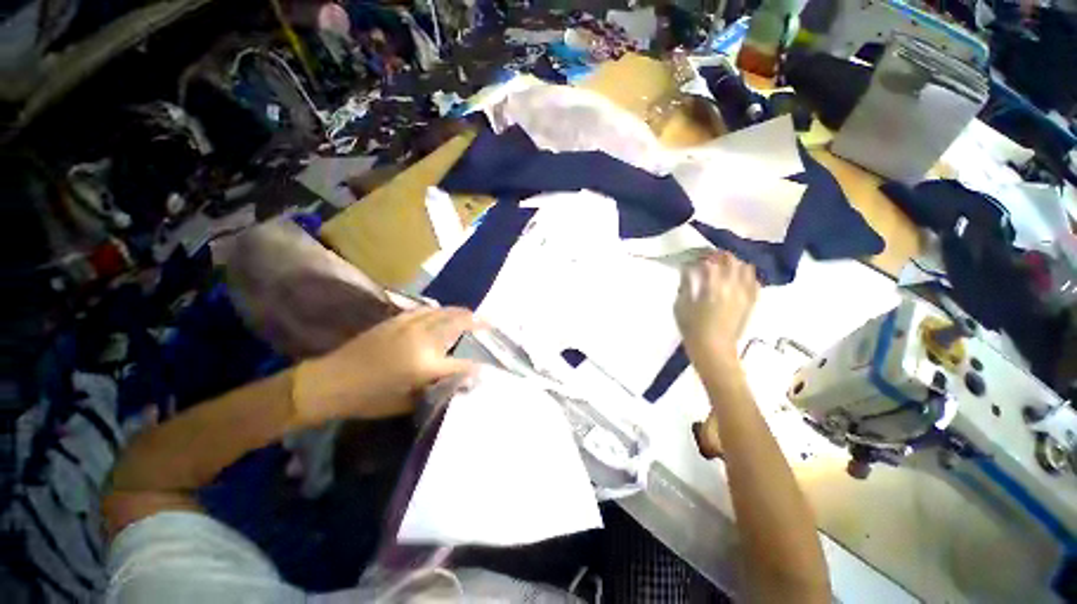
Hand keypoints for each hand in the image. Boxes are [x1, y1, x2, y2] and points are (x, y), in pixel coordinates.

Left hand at [292, 308, 477, 424]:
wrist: (330, 382)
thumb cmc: (369, 399)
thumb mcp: (406, 403)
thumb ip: (437, 389)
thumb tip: (459, 383)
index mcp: (426, 365)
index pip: (462, 363)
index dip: (476, 366)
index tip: (486, 367)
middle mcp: (422, 340)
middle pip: (457, 324)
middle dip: (476, 322)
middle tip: (489, 322)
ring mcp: (409, 326)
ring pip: (443, 312)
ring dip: (460, 312)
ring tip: (471, 314)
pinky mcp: (396, 320)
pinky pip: (425, 310)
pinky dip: (439, 310)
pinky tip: (442, 312)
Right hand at [675, 252, 759, 364]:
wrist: (713, 350)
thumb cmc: (692, 329)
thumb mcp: (680, 306)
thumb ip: (685, 285)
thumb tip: (688, 271)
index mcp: (712, 287)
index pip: (710, 261)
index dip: (702, 256)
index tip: (695, 258)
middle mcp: (732, 286)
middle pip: (731, 260)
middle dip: (720, 256)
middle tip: (710, 259)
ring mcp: (745, 294)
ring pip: (746, 268)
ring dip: (735, 264)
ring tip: (725, 268)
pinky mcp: (751, 302)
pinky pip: (755, 282)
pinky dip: (747, 277)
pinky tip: (739, 280)